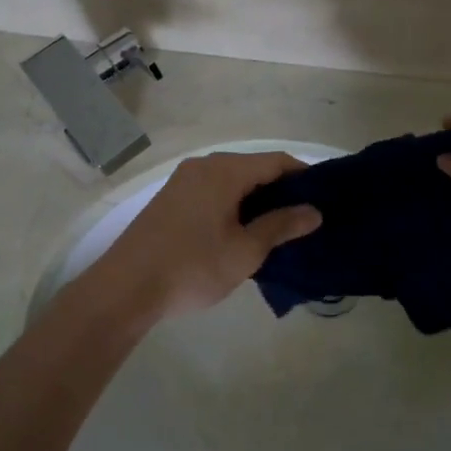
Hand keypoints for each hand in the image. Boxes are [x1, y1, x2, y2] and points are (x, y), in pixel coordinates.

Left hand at [91, 151, 320, 320]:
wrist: (125, 288)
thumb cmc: (192, 267)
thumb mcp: (245, 251)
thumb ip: (281, 226)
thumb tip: (314, 211)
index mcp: (224, 171)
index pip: (276, 161)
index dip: (304, 177)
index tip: (325, 199)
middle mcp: (203, 167)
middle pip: (253, 169)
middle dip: (281, 191)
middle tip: (305, 220)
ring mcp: (182, 182)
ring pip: (232, 182)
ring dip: (256, 201)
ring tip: (278, 230)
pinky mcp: (170, 200)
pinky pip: (212, 193)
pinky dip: (233, 206)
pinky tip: (242, 233)